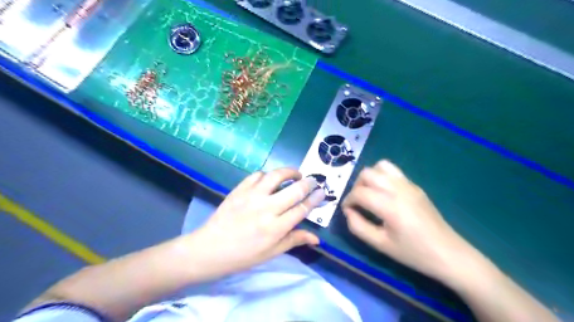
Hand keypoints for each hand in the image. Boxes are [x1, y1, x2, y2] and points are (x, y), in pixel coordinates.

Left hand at [189, 169, 321, 279]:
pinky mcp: (239, 189)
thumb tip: (317, 238)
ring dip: (290, 171)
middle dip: (308, 182)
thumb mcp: (271, 253)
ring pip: (276, 176)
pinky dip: (267, 175)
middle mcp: (266, 208)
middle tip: (313, 181)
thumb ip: (294, 240)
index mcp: (276, 227)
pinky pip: (257, 175)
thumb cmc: (243, 255)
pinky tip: (269, 180)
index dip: (315, 198)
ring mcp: (251, 196)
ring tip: (295, 174)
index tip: (321, 192)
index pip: (302, 208)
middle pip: (294, 189)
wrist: (209, 249)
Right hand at [343, 160, 467, 280]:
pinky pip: (393, 171)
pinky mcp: (415, 186)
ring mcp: (408, 185)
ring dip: (369, 177)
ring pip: (380, 166)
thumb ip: (358, 226)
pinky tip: (384, 193)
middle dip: (356, 186)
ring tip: (370, 194)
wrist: (448, 253)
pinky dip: (382, 176)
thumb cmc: (413, 252)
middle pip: (367, 173)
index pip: (359, 192)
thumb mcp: (380, 244)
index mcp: (390, 205)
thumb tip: (348, 211)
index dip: (348, 201)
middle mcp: (398, 189)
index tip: (347, 211)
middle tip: (358, 203)